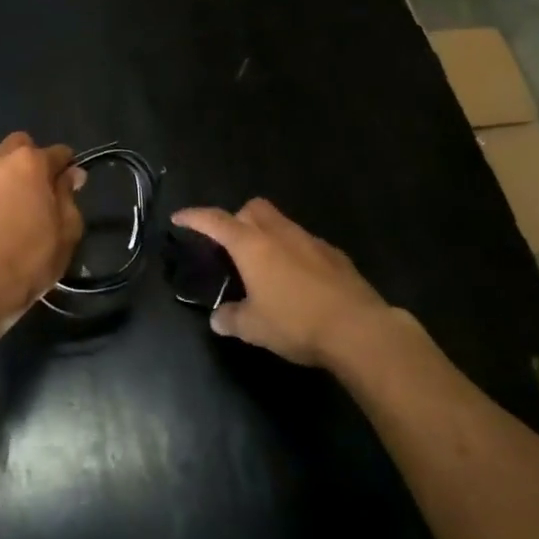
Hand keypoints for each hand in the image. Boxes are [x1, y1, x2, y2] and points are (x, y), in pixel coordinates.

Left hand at [0, 134, 85, 332]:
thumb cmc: (33, 254)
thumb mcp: (68, 227)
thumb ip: (69, 194)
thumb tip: (70, 174)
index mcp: (29, 161)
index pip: (58, 152)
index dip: (70, 168)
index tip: (75, 187)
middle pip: (22, 147)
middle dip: (36, 161)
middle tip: (47, 191)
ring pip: (1, 166)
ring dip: (14, 178)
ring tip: (24, 209)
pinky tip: (5, 222)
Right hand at [172, 199, 389, 367]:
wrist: (359, 329)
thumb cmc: (296, 322)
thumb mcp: (254, 328)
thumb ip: (231, 319)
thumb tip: (218, 319)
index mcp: (252, 245)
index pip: (215, 221)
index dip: (194, 217)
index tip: (179, 217)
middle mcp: (279, 233)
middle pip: (252, 208)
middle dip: (237, 218)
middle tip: (230, 245)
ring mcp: (310, 241)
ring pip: (281, 223)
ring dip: (267, 235)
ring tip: (263, 266)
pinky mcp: (335, 255)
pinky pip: (305, 243)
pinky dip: (293, 252)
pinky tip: (297, 280)